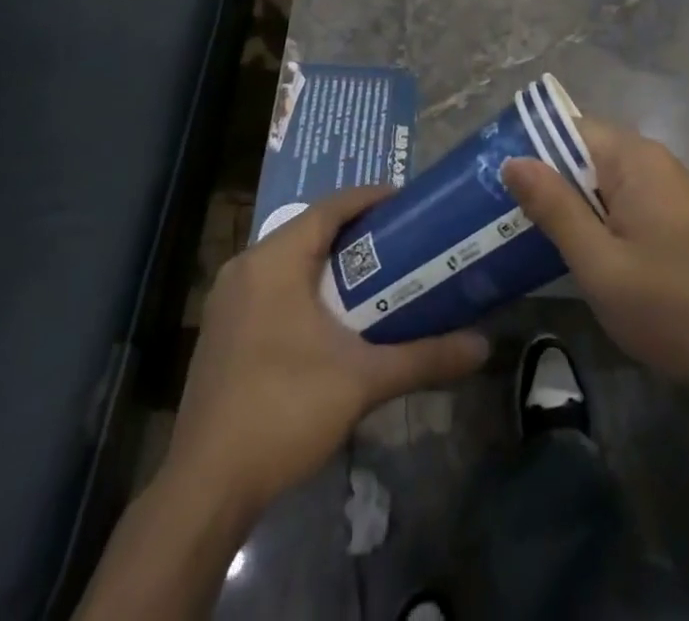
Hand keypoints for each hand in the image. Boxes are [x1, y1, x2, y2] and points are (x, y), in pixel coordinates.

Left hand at [165, 186, 489, 519]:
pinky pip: (271, 288)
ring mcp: (227, 301)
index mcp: (274, 260)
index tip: (409, 203)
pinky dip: (305, 287)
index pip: (329, 208)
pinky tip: (332, 317)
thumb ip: (424, 357)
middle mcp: (245, 268)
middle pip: (308, 230)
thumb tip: (483, 346)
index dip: (371, 199)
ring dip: (329, 262)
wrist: (205, 489)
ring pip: (288, 261)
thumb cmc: (285, 410)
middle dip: (355, 232)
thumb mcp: (363, 380)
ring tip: (376, 273)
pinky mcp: (222, 332)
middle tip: (402, 240)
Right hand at [502, 119, 688, 400]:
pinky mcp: (671, 217)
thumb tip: (513, 161)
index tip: (495, 175)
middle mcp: (653, 161)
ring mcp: (666, 189)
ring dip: (568, 200)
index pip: (572, 128)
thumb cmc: (665, 306)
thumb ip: (555, 207)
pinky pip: (620, 200)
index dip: (532, 147)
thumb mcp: (597, 261)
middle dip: (547, 177)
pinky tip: (570, 246)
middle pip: (586, 152)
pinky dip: (593, 216)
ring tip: (524, 227)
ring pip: (601, 180)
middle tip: (501, 208)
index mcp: (636, 159)